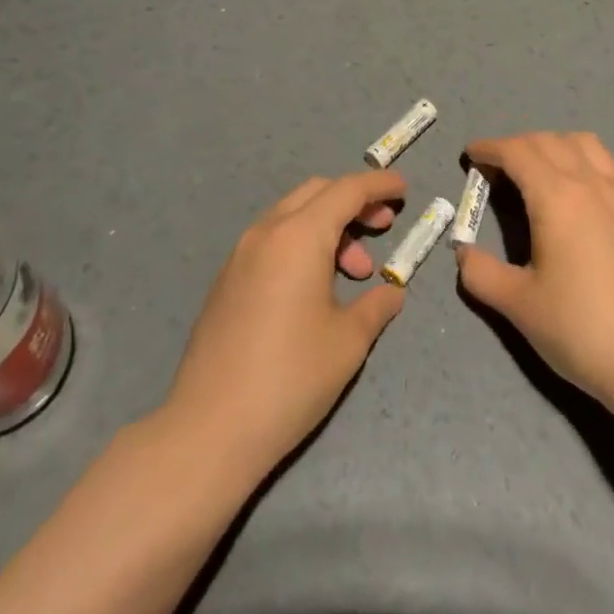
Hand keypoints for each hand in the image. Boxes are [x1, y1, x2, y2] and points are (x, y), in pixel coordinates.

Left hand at [165, 171, 407, 472]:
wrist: (210, 428)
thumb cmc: (290, 377)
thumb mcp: (348, 341)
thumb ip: (376, 305)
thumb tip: (391, 293)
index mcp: (299, 236)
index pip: (347, 190)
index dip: (379, 185)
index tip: (403, 189)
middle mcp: (267, 232)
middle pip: (317, 192)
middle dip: (354, 202)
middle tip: (383, 227)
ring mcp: (240, 255)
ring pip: (292, 216)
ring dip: (328, 227)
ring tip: (354, 274)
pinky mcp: (227, 280)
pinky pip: (273, 240)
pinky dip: (302, 244)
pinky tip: (316, 288)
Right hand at [457, 132, 613, 410]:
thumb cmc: (579, 328)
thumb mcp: (517, 305)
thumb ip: (481, 273)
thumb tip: (463, 253)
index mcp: (556, 198)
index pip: (517, 152)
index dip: (490, 147)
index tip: (472, 154)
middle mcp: (591, 184)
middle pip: (549, 141)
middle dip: (518, 145)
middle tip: (498, 169)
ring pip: (587, 145)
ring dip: (557, 146)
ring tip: (542, 171)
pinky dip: (593, 165)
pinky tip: (589, 191)